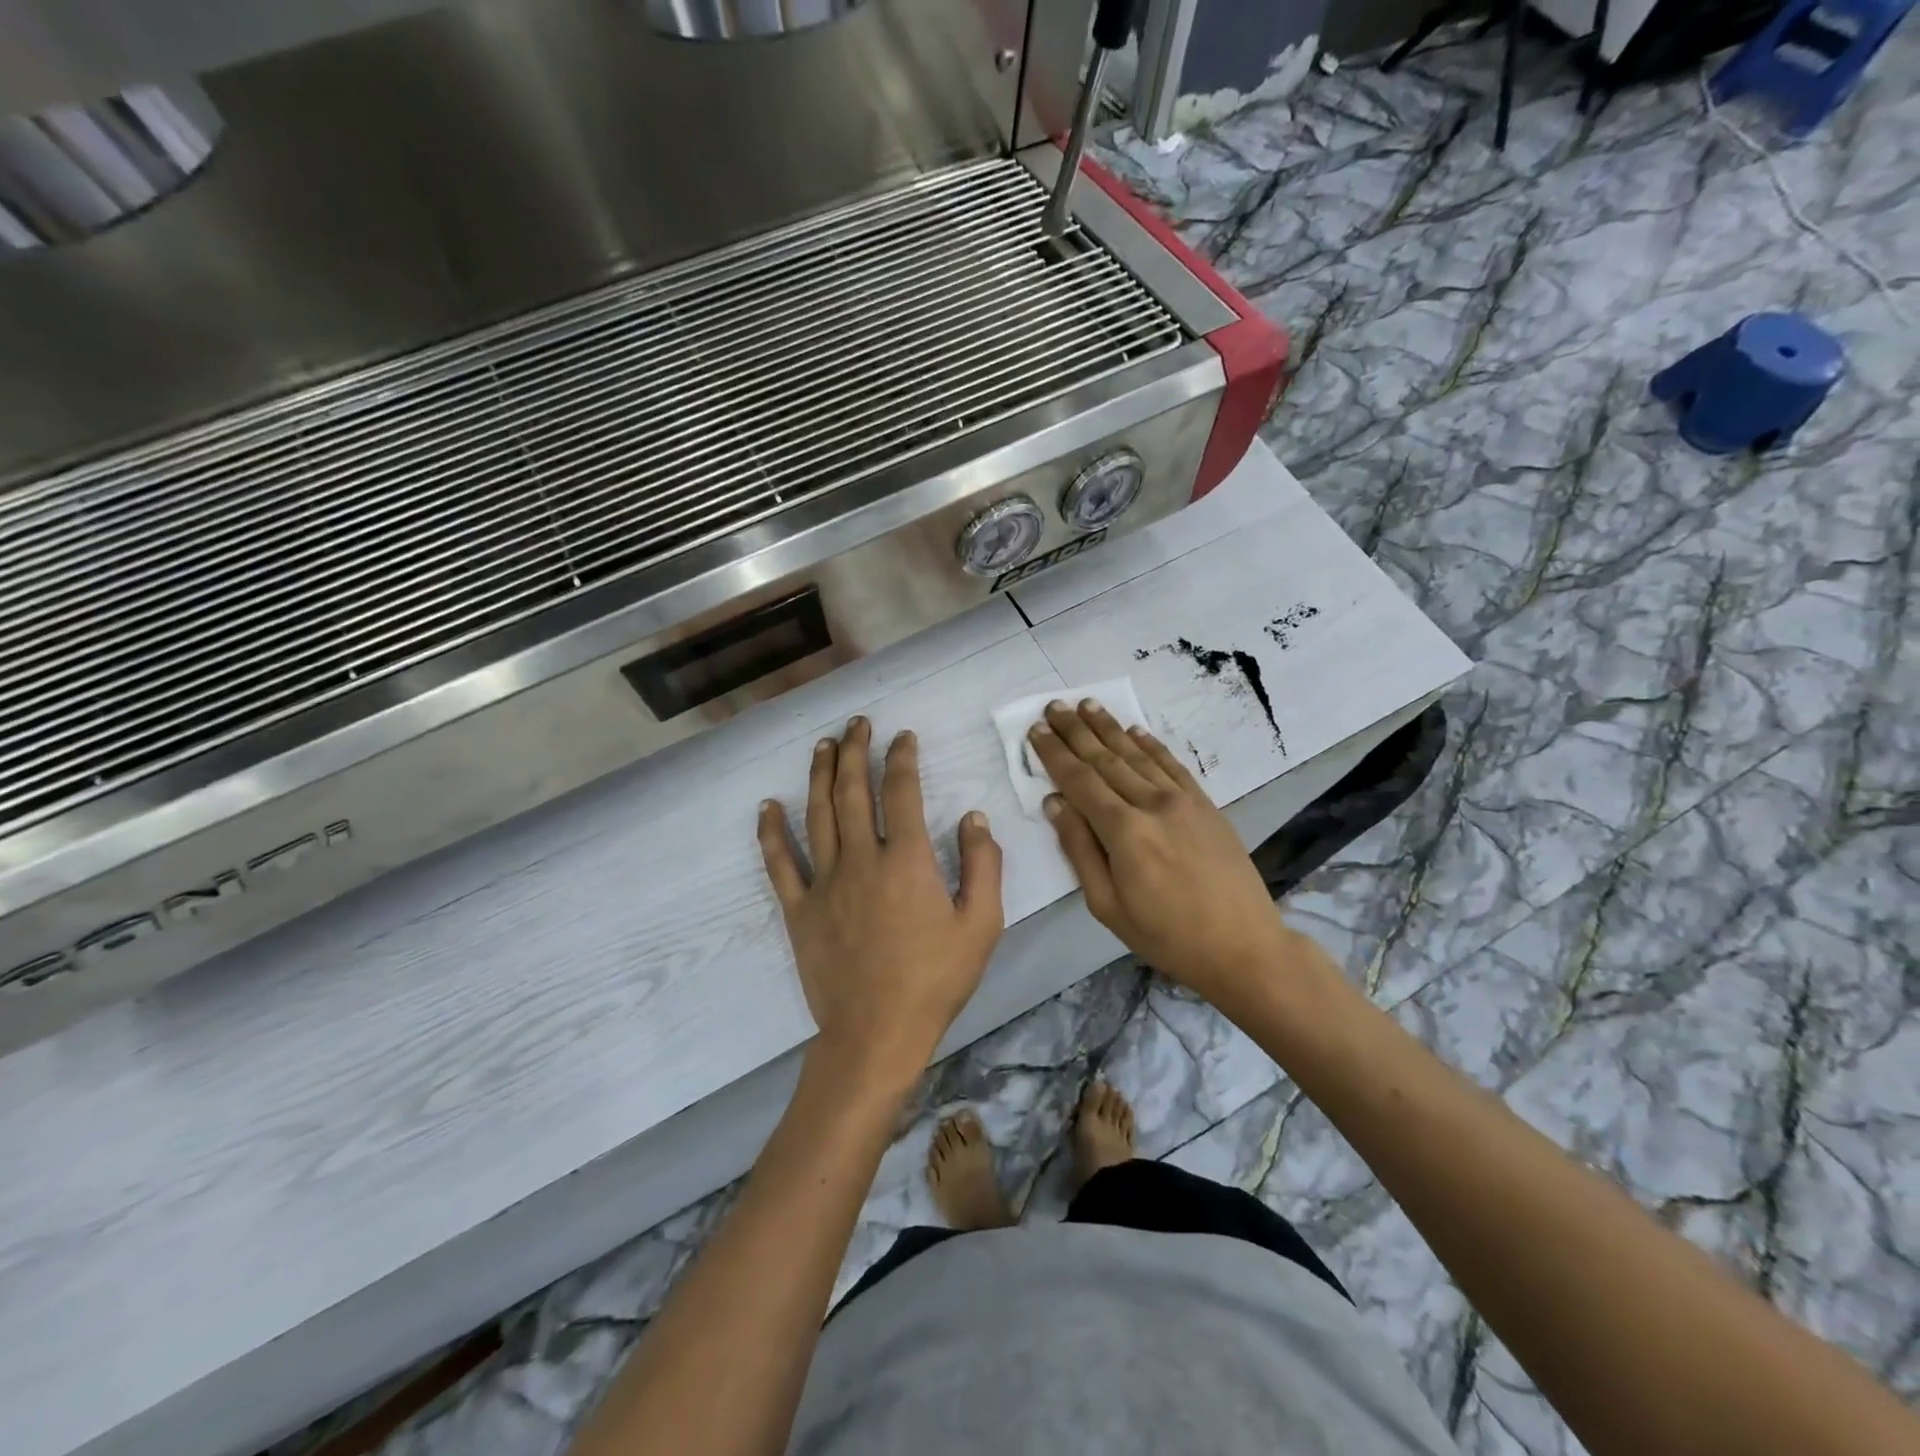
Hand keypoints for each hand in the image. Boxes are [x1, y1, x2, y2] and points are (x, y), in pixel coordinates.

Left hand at [758, 717, 1003, 1094]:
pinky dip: (771, 831)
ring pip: (818, 814)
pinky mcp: (799, 909)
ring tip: (822, 745)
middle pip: (854, 791)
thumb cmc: (935, 980)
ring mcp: (825, 882)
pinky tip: (767, 805)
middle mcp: (861, 859)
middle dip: (856, 751)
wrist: (876, 1033)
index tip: (903, 736)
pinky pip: (780, 862)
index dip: (902, 757)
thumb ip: (983, 866)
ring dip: (820, 775)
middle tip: (857, 723)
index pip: (902, 791)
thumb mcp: (981, 925)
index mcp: (907, 860)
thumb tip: (974, 818)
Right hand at [1027, 699, 1292, 1011]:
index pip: (1079, 780)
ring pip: (1137, 754)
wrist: (1243, 946)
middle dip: (1076, 731)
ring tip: (1088, 705)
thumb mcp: (1107, 905)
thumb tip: (1055, 803)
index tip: (1036, 729)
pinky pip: (1172, 765)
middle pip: (1105, 759)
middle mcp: (1152, 804)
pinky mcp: (1205, 805)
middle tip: (1055, 705)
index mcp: (1123, 832)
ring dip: (1109, 728)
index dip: (1055, 753)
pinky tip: (1135, 730)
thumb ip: (1079, 849)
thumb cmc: (1166, 935)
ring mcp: (1183, 801)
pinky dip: (1151, 744)